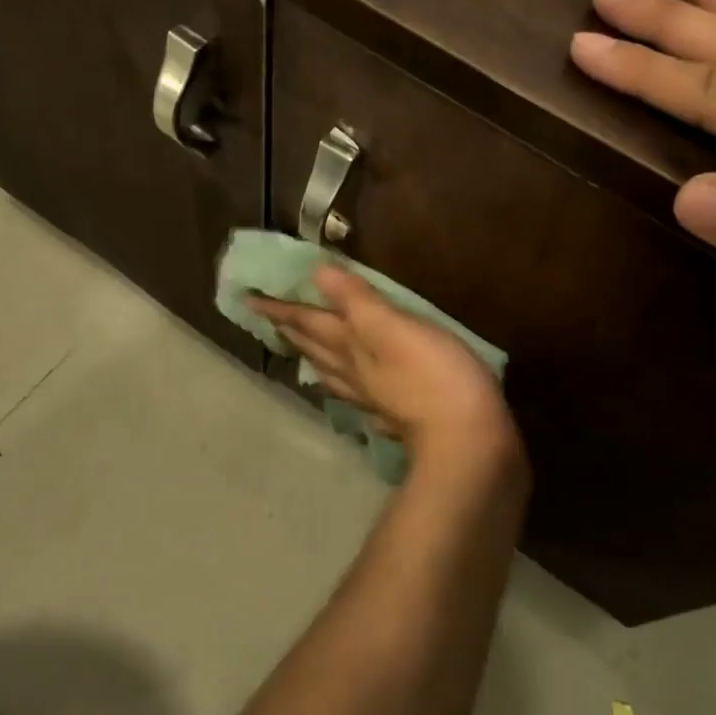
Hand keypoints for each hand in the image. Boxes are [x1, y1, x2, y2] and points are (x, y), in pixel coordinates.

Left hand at [251, 266, 520, 465]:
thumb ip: (357, 301)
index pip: (307, 321)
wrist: (467, 442)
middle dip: (291, 330)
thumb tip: (318, 272)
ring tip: (300, 349)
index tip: (248, 299)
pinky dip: (346, 387)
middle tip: (270, 319)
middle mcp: (354, 373)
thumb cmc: (434, 375)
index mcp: (351, 345)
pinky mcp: (397, 417)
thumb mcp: (395, 327)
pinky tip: (352, 391)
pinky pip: (359, 397)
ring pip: (333, 373)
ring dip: (313, 357)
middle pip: (314, 348)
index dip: (280, 308)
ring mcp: (374, 399)